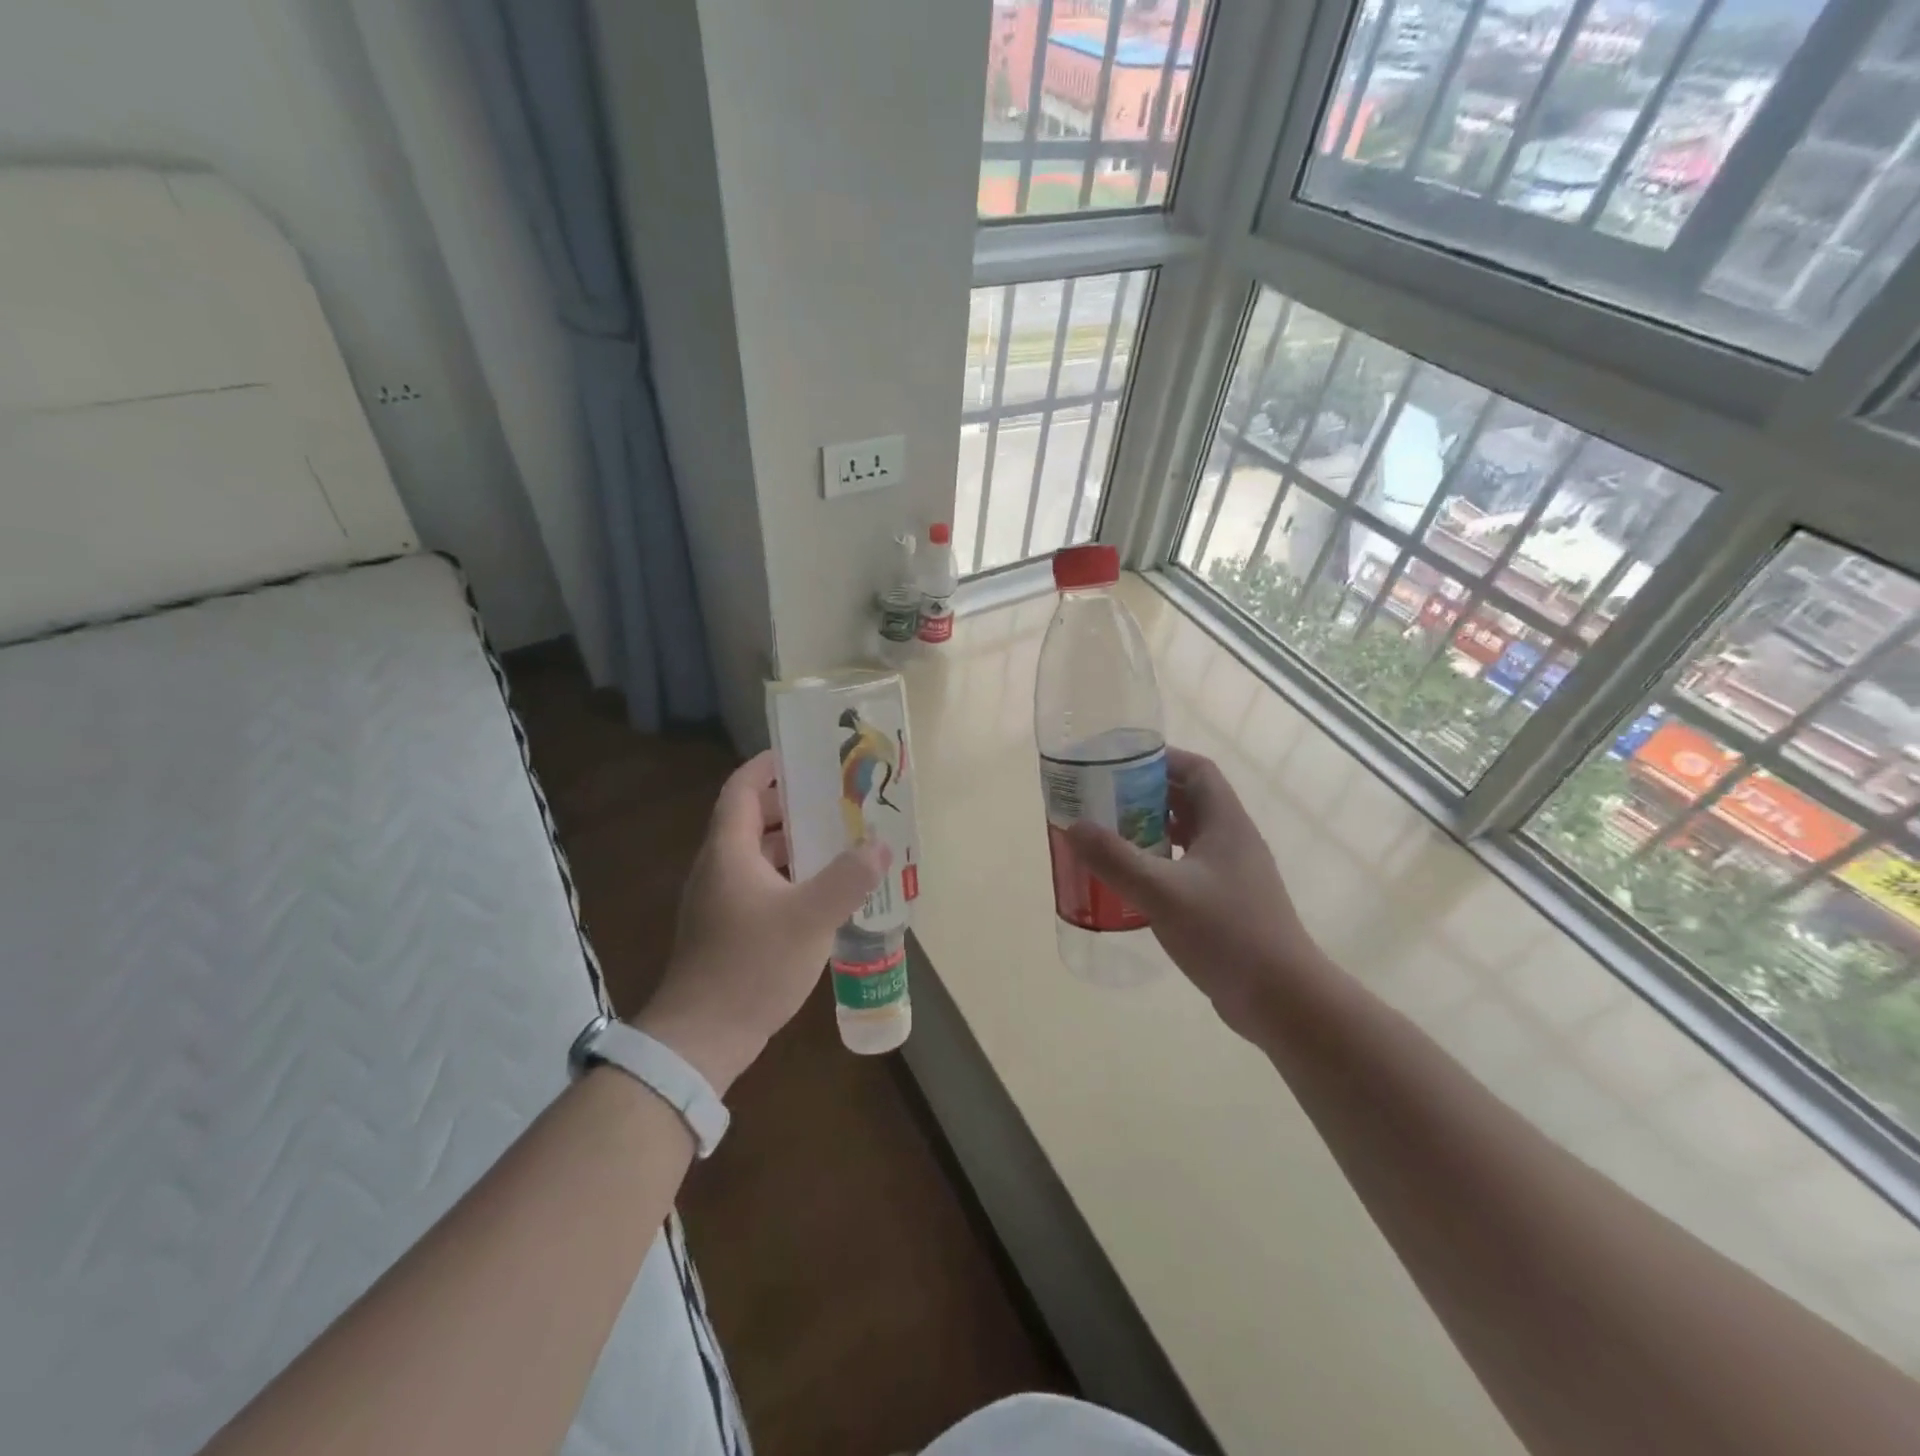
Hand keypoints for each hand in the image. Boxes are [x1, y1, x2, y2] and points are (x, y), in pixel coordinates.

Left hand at [636, 750, 885, 1092]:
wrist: (703, 1038)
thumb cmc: (752, 965)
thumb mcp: (810, 918)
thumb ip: (849, 878)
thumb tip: (879, 844)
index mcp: (729, 851)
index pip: (742, 789)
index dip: (768, 766)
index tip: (803, 754)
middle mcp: (719, 868)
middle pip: (753, 820)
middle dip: (793, 804)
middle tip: (837, 798)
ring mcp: (721, 901)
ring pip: (759, 855)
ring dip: (795, 844)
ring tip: (839, 839)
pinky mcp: (728, 929)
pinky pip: (762, 885)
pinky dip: (791, 876)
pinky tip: (824, 891)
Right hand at [1066, 748, 1322, 1035]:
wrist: (1281, 999)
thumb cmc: (1226, 934)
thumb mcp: (1163, 893)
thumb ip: (1116, 859)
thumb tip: (1075, 826)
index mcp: (1226, 823)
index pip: (1198, 770)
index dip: (1162, 759)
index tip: (1120, 764)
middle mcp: (1232, 841)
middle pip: (1188, 800)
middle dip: (1146, 795)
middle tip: (1103, 801)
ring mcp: (1232, 874)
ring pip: (1187, 836)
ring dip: (1151, 831)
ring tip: (1109, 837)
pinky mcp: (1227, 904)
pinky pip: (1188, 868)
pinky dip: (1159, 865)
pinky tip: (1132, 883)